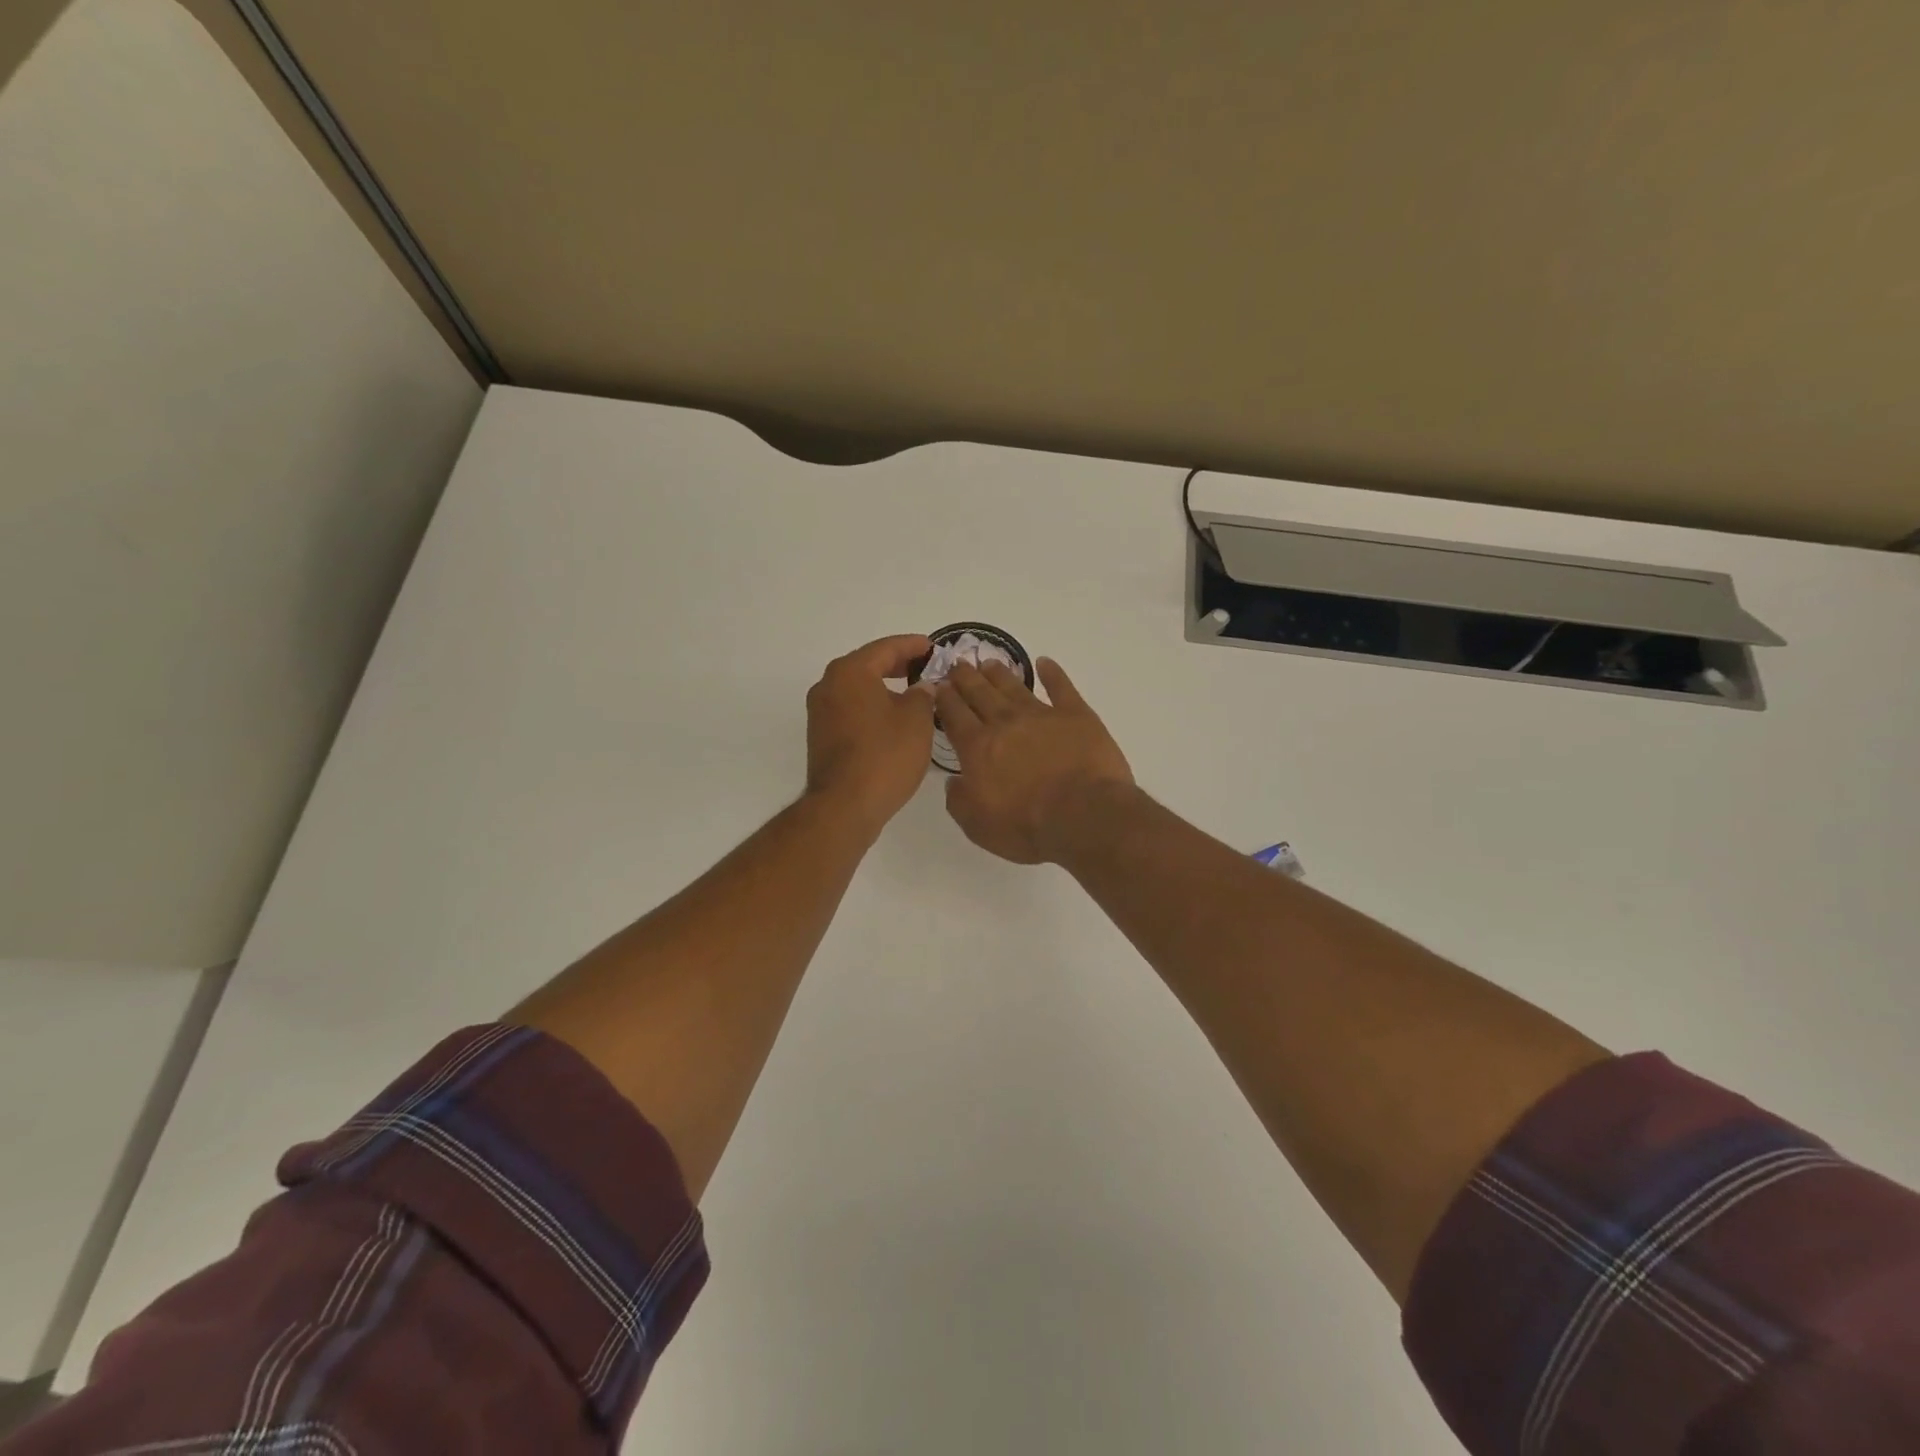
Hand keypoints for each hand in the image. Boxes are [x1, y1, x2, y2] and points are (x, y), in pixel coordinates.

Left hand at [805, 635, 936, 836]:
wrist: (845, 806)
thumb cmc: (885, 756)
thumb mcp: (916, 720)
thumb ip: (922, 694)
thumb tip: (921, 687)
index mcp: (850, 672)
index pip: (886, 648)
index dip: (913, 645)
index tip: (933, 646)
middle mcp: (828, 685)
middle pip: (868, 665)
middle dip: (898, 665)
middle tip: (926, 667)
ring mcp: (820, 712)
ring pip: (858, 688)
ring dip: (884, 687)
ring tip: (913, 693)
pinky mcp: (821, 735)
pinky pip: (851, 709)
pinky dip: (872, 706)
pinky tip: (893, 718)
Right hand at [937, 657, 1134, 863]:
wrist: (1083, 815)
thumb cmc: (1026, 825)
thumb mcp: (977, 825)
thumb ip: (959, 800)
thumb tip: (954, 780)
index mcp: (978, 747)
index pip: (954, 715)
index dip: (945, 699)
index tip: (938, 685)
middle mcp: (1005, 723)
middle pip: (980, 693)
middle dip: (966, 678)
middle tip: (958, 664)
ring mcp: (1042, 715)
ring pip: (1014, 686)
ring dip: (999, 673)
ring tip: (989, 662)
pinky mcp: (1076, 715)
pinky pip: (1061, 687)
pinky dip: (1052, 673)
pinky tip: (1045, 663)